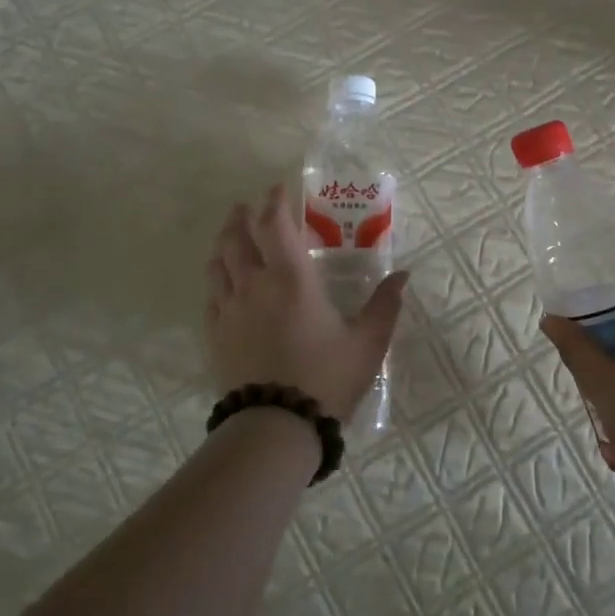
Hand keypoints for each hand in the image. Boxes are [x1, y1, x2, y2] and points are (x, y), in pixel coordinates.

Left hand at [204, 185, 408, 422]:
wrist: (275, 426)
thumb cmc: (326, 379)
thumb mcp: (367, 343)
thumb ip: (385, 306)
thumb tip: (403, 275)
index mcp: (292, 278)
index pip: (275, 224)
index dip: (275, 202)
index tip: (278, 189)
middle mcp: (255, 284)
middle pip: (239, 237)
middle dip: (243, 216)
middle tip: (247, 205)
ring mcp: (230, 309)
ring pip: (219, 262)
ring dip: (225, 241)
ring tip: (230, 233)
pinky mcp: (216, 333)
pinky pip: (211, 295)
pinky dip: (216, 278)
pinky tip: (221, 281)